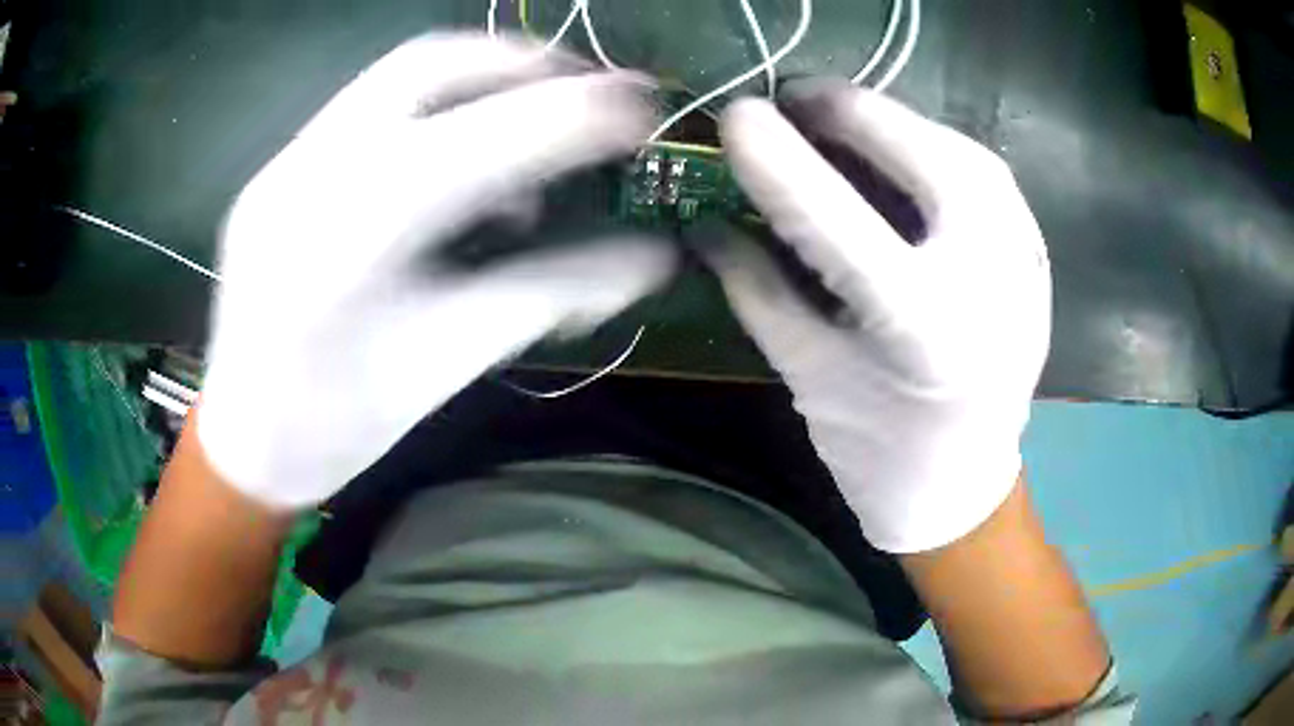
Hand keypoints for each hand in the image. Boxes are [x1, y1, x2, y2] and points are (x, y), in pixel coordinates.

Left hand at [198, 34, 674, 508]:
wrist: (243, 443)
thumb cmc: (337, 428)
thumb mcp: (444, 364)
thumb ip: (547, 295)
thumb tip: (650, 259)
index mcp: (344, 242)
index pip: (478, 139)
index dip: (573, 114)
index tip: (642, 108)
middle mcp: (304, 175)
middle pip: (429, 63)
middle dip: (524, 65)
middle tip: (588, 95)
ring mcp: (283, 164)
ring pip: (397, 76)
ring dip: (482, 83)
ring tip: (532, 139)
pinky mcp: (279, 169)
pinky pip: (370, 108)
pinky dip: (437, 113)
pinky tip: (462, 167)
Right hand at [706, 81, 1050, 552]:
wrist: (962, 488)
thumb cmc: (878, 453)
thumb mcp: (807, 374)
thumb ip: (755, 289)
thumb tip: (704, 221)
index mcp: (922, 330)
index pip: (837, 220)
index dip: (779, 159)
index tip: (736, 116)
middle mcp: (988, 284)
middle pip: (923, 156)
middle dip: (851, 112)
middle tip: (795, 99)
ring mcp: (1025, 267)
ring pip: (963, 151)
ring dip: (897, 122)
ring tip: (841, 119)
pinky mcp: (1036, 260)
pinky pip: (987, 175)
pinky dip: (937, 147)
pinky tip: (901, 151)